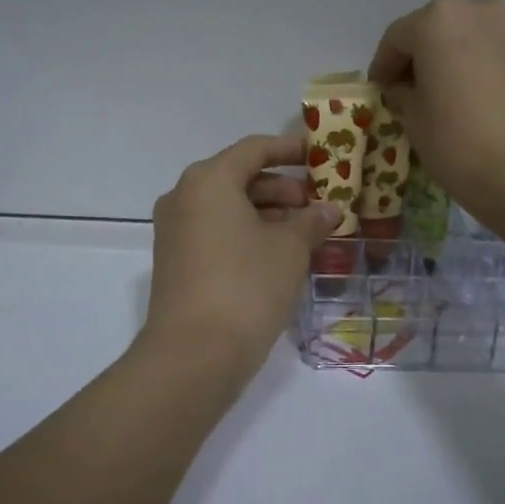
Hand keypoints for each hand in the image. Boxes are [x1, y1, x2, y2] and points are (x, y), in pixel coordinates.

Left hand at [142, 134, 342, 372]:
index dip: (290, 149)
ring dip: (267, 214)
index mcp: (209, 180)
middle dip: (282, 188)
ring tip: (305, 233)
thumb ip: (312, 222)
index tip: (320, 156)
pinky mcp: (175, 261)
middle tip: (317, 205)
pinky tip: (278, 255)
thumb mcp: (290, 249)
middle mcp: (184, 197)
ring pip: (228, 207)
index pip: (254, 149)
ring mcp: (175, 231)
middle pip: (239, 177)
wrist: (194, 354)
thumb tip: (329, 210)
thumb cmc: (247, 286)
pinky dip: (246, 233)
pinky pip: (216, 232)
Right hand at [367, 0, 504, 220]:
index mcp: (438, 20)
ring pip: (471, 37)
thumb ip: (403, 94)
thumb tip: (406, 88)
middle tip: (411, 91)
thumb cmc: (461, 144)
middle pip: (437, 29)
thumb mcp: (414, 120)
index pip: (397, 38)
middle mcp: (479, 10)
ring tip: (448, 95)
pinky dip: (482, 67)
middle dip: (421, 57)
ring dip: (454, 59)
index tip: (379, 91)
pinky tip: (480, 99)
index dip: (383, 66)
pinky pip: (498, 51)